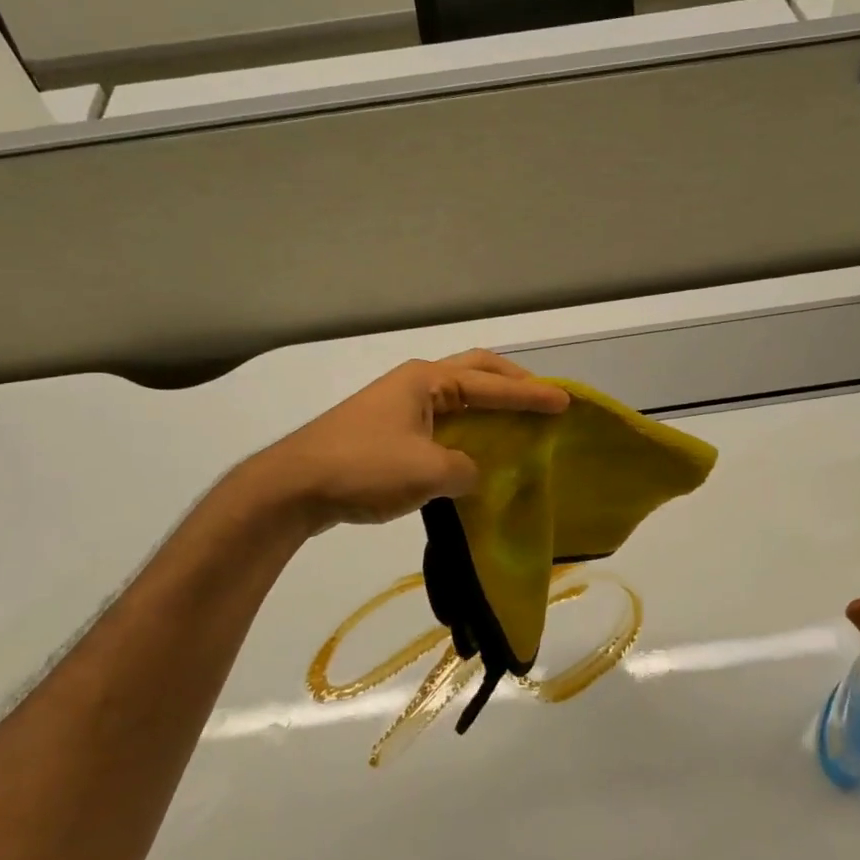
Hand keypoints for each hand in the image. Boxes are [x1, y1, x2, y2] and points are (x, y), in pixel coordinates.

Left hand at [249, 350, 569, 531]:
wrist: (294, 486)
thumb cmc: (364, 467)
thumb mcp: (428, 471)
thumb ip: (466, 471)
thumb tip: (471, 475)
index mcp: (427, 381)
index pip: (491, 382)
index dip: (531, 393)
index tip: (565, 403)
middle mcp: (414, 384)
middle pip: (474, 373)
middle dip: (510, 384)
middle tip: (542, 399)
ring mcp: (397, 407)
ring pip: (456, 400)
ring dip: (487, 408)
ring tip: (517, 426)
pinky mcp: (385, 433)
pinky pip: (439, 424)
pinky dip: (465, 433)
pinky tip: (475, 455)